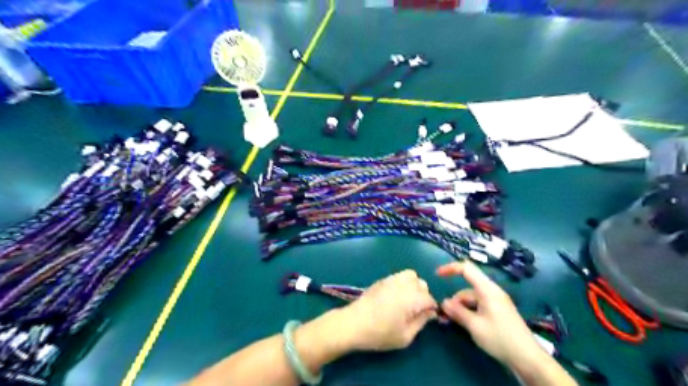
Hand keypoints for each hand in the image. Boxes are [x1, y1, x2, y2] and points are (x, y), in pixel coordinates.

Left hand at [336, 270, 436, 351]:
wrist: (354, 323)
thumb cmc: (381, 333)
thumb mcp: (405, 336)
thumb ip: (421, 322)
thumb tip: (430, 313)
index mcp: (413, 298)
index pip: (430, 299)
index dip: (431, 309)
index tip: (427, 318)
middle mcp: (404, 284)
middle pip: (422, 284)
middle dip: (423, 296)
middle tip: (415, 310)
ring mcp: (392, 279)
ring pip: (411, 276)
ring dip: (413, 286)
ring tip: (406, 300)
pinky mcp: (382, 279)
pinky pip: (399, 276)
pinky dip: (402, 283)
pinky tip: (394, 297)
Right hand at [437, 263, 545, 367]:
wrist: (528, 358)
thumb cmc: (500, 338)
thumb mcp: (474, 325)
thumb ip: (457, 312)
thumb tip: (443, 303)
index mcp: (487, 289)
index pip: (466, 269)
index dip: (450, 268)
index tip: (437, 275)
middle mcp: (492, 292)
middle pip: (467, 288)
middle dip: (454, 299)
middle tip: (443, 314)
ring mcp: (496, 302)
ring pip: (471, 298)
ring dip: (460, 307)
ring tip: (451, 322)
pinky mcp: (498, 312)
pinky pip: (478, 306)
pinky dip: (469, 311)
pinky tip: (463, 323)